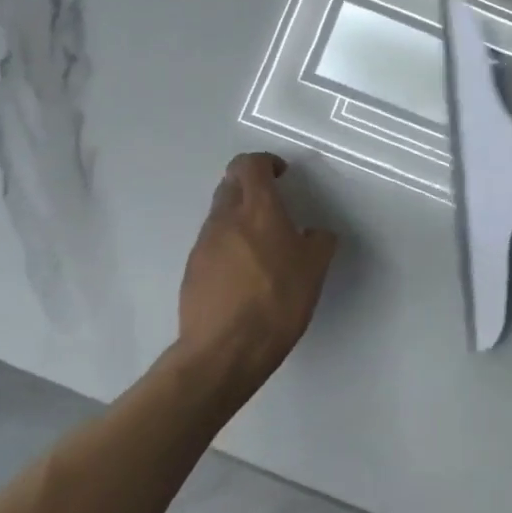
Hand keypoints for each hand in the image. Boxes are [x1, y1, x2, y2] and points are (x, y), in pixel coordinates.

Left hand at [176, 153, 337, 391]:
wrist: (225, 350)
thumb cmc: (277, 301)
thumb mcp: (315, 269)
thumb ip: (319, 241)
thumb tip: (314, 234)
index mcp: (258, 209)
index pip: (250, 164)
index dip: (266, 163)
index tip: (282, 175)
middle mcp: (225, 219)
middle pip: (231, 184)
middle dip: (251, 186)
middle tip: (274, 206)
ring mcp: (203, 245)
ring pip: (220, 214)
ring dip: (240, 217)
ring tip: (263, 245)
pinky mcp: (192, 270)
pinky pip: (212, 244)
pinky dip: (229, 246)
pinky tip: (246, 274)